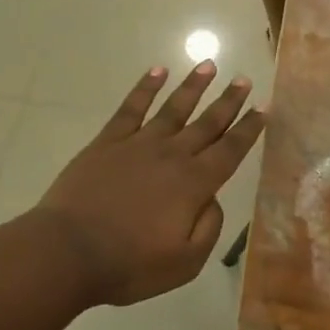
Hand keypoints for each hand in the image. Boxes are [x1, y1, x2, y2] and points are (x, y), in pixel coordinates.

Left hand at [38, 62, 264, 306]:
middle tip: (244, 79)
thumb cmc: (128, 264)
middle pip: (207, 122)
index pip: (230, 150)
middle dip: (229, 101)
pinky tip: (157, 71)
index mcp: (194, 184)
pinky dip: (145, 87)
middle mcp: (172, 155)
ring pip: (174, 107)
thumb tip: (212, 199)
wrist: (66, 252)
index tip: (263, 108)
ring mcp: (139, 144)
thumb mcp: (185, 263)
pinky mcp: (108, 142)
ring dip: (194, 86)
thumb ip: (208, 228)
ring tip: (209, 64)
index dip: (248, 129)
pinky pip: (131, 108)